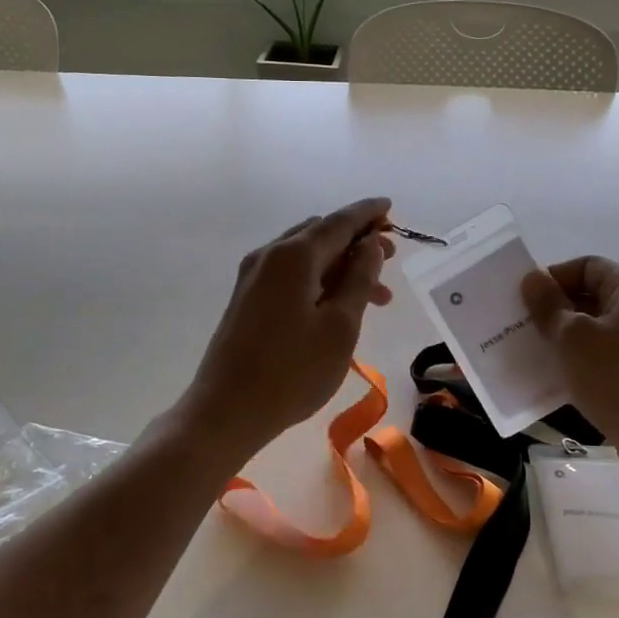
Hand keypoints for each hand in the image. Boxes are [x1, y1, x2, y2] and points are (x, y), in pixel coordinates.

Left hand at [175, 197, 396, 466]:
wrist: (227, 410)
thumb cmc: (293, 371)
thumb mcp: (340, 326)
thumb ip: (359, 279)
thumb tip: (370, 245)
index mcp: (293, 256)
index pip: (338, 222)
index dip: (367, 213)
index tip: (391, 207)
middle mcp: (269, 256)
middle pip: (320, 235)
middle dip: (357, 242)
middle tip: (391, 260)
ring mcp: (253, 277)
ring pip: (306, 257)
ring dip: (341, 267)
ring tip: (378, 297)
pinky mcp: (247, 299)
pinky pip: (291, 275)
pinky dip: (320, 280)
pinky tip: (339, 306)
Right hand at [522, 256, 618, 491]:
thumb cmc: (617, 376)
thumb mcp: (573, 337)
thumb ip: (548, 305)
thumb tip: (532, 278)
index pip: (588, 266)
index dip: (554, 277)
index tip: (525, 299)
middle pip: (593, 298)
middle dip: (555, 310)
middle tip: (522, 327)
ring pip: (597, 332)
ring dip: (565, 340)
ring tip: (534, 354)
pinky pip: (605, 360)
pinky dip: (580, 365)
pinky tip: (557, 381)